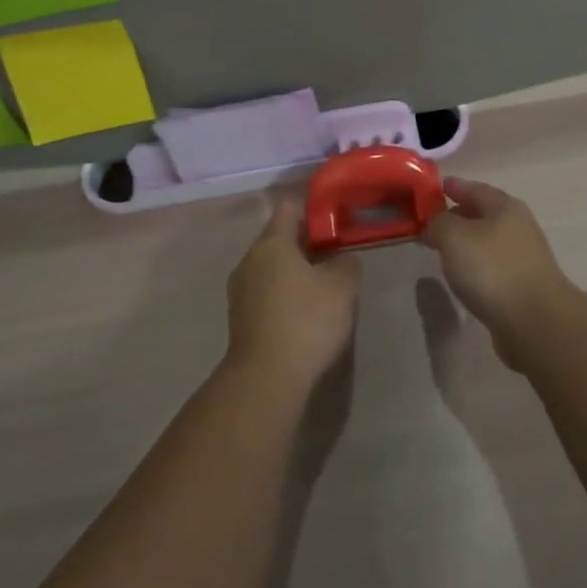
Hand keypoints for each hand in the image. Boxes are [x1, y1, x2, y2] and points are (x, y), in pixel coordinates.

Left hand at [226, 198, 359, 391]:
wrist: (266, 378)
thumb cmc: (306, 320)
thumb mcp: (342, 288)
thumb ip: (346, 264)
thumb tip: (342, 259)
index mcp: (272, 243)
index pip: (288, 209)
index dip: (311, 209)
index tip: (333, 218)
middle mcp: (249, 259)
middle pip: (278, 239)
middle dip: (305, 242)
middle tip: (334, 252)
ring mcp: (240, 290)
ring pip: (270, 267)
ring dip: (294, 270)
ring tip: (322, 283)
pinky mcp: (240, 317)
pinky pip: (265, 292)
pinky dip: (283, 293)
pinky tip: (303, 310)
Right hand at [422, 179, 577, 367]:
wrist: (535, 322)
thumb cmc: (493, 269)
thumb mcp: (454, 237)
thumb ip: (438, 223)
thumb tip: (435, 224)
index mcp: (504, 207)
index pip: (474, 188)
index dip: (453, 187)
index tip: (432, 190)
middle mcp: (517, 228)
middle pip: (482, 214)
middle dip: (457, 216)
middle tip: (430, 223)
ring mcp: (522, 258)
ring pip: (486, 242)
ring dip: (465, 244)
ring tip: (441, 251)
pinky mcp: (521, 286)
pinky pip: (491, 267)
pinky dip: (474, 267)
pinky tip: (461, 277)